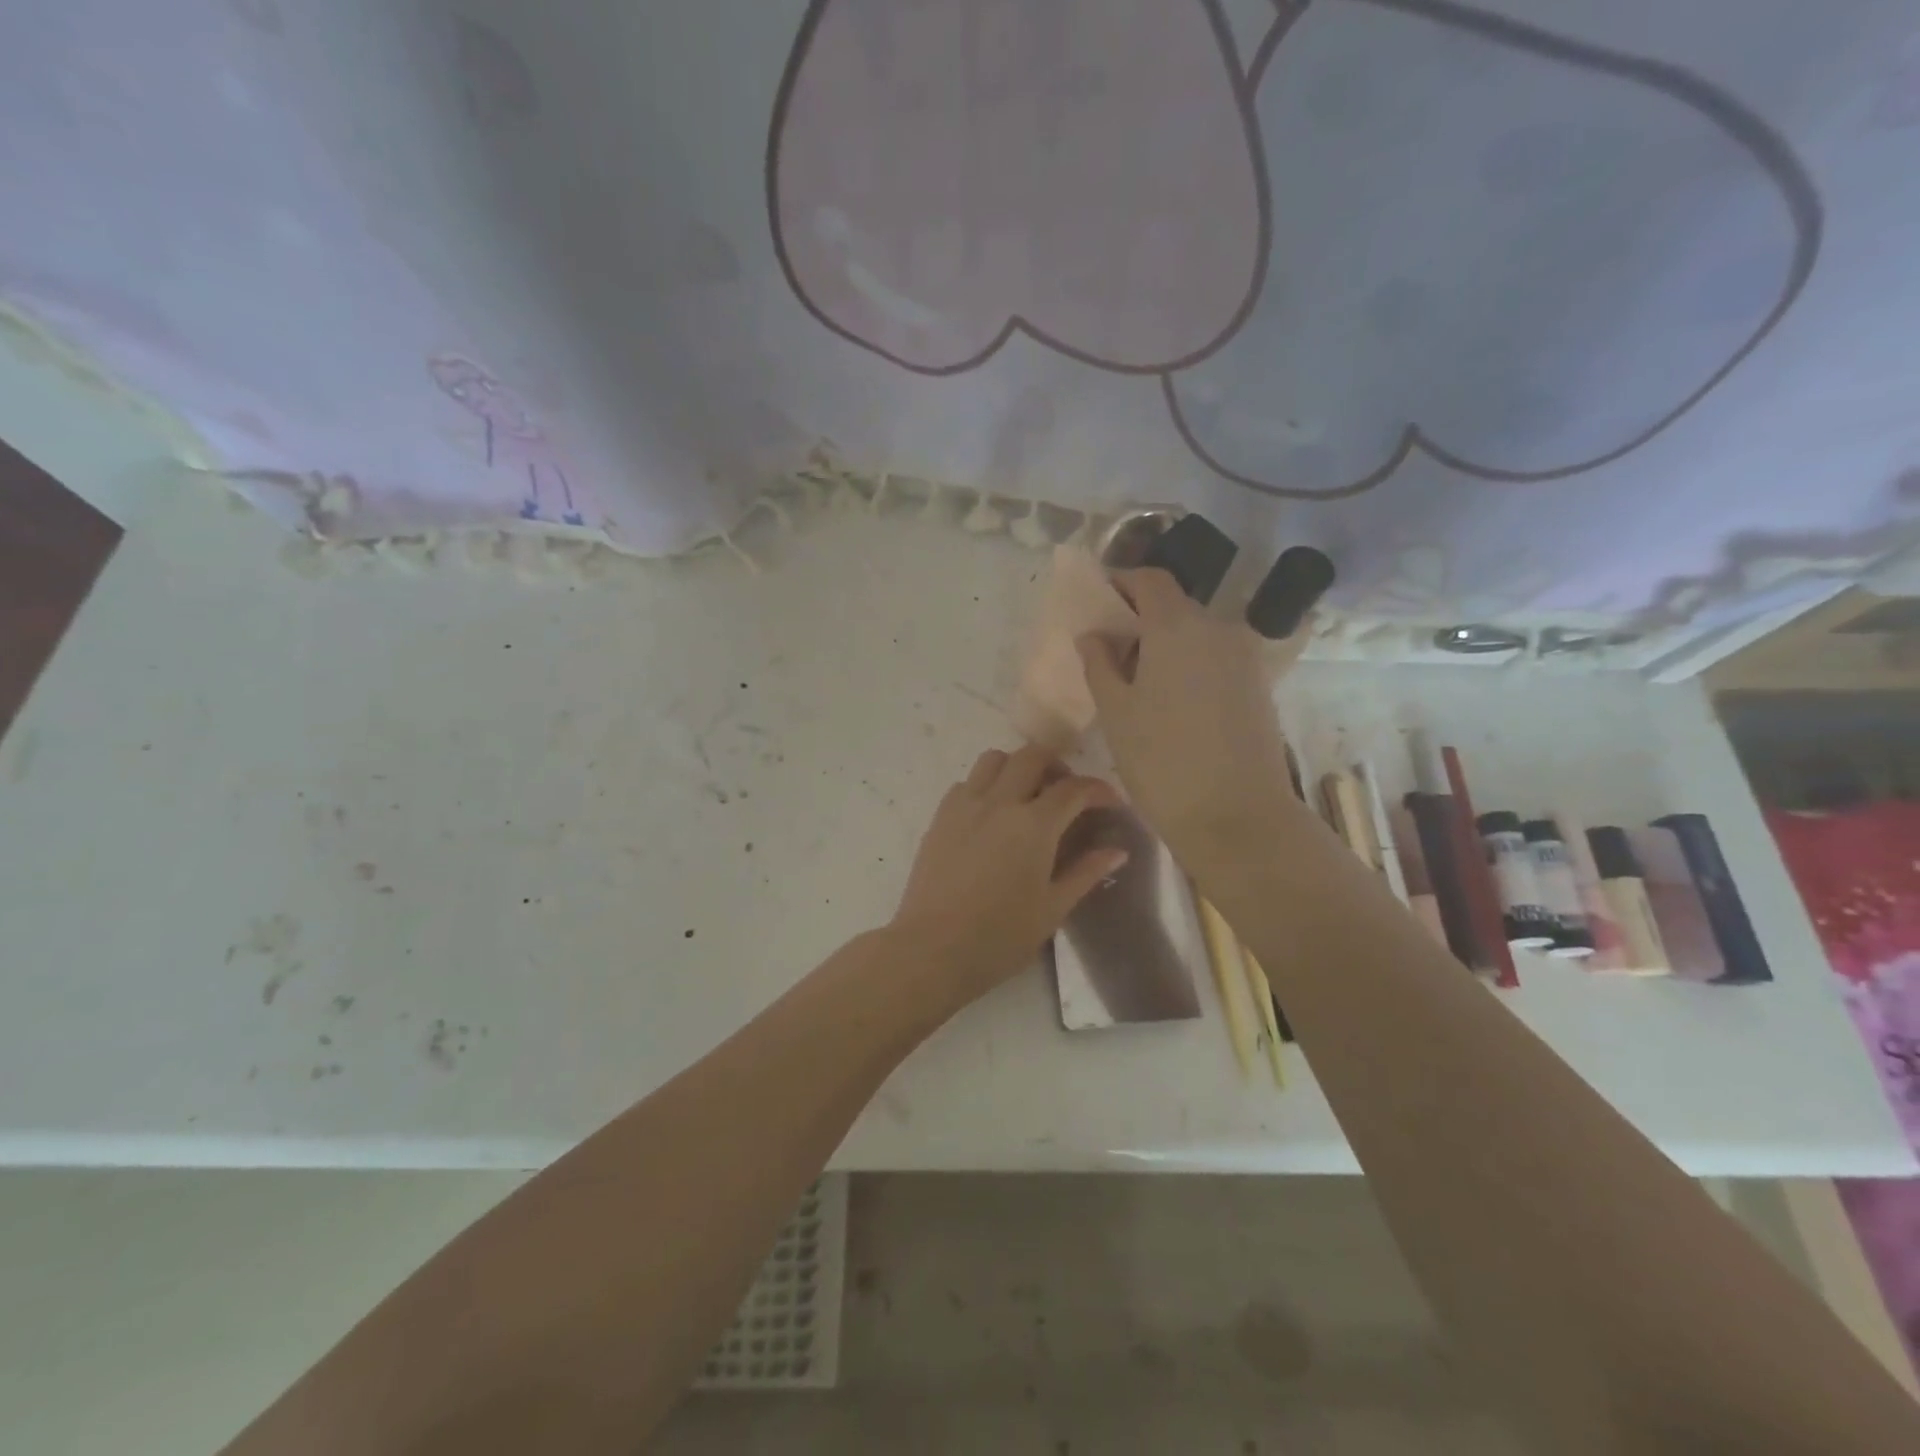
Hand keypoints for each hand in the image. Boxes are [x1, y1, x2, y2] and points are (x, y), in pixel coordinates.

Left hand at [890, 745, 1127, 1004]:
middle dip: (1056, 764)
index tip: (1110, 802)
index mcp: (1034, 825)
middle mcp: (1000, 802)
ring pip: (994, 760)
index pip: (1074, 789)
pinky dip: (984, 786)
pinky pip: (966, 783)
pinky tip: (990, 815)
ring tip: (1026, 794)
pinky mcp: (939, 817)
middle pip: (1032, 756)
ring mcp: (965, 806)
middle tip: (1066, 791)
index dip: (1098, 790)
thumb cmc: (1001, 936)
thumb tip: (1117, 851)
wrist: (933, 948)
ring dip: (1016, 767)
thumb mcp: (1053, 908)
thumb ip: (1086, 873)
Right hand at [1077, 568, 1294, 862]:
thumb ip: (1100, 664)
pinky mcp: (1259, 687)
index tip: (1099, 599)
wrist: (1238, 817)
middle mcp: (1218, 630)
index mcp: (1177, 627)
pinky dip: (1190, 665)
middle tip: (1110, 653)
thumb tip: (1094, 635)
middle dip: (1140, 620)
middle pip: (1175, 607)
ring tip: (1137, 684)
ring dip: (1166, 645)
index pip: (1151, 580)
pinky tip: (1171, 703)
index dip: (1122, 582)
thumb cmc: (1162, 761)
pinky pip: (1216, 659)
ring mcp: (1244, 658)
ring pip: (1197, 635)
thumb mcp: (1116, 713)